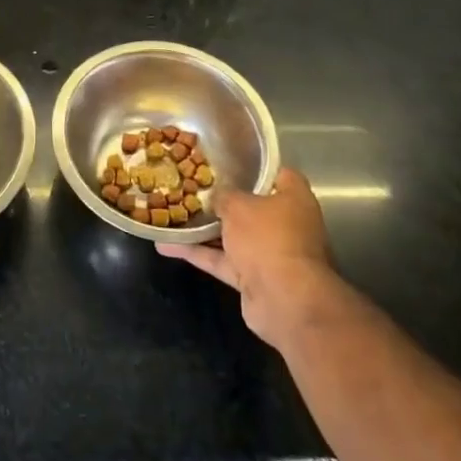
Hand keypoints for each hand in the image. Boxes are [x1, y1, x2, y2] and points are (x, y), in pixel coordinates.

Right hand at [156, 167, 349, 347]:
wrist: (283, 299)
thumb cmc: (268, 237)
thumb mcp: (238, 205)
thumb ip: (223, 196)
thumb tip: (215, 197)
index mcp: (294, 199)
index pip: (278, 174)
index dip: (255, 166)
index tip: (228, 160)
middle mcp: (286, 224)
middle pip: (252, 206)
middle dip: (224, 199)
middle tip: (194, 186)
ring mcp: (269, 252)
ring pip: (233, 235)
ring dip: (204, 229)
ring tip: (173, 213)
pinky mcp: (253, 277)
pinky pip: (222, 260)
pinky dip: (198, 253)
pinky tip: (166, 246)